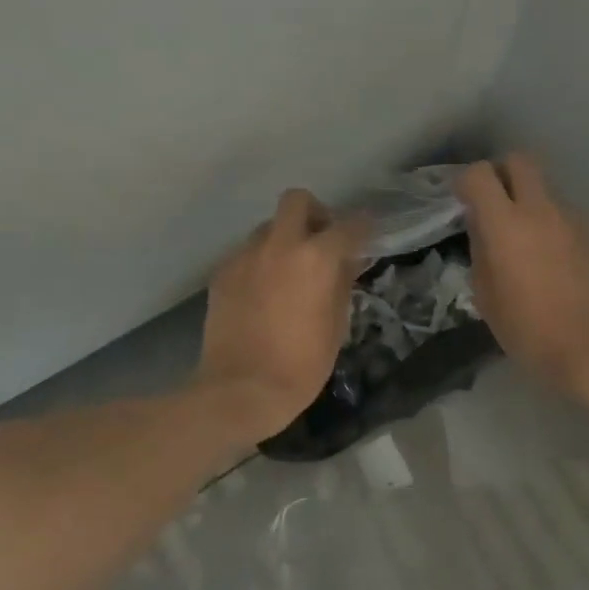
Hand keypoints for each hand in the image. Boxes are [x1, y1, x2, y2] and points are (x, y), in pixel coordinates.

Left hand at [197, 189, 369, 433]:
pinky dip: (260, 262)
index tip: (366, 234)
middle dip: (314, 212)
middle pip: (297, 200)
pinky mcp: (222, 272)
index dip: (362, 227)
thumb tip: (347, 262)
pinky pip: (247, 253)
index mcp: (316, 258)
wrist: (240, 389)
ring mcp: (246, 255)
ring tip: (288, 270)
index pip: (348, 225)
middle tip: (320, 240)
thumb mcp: (336, 326)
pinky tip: (262, 291)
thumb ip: (342, 285)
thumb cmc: (301, 365)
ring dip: (284, 239)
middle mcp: (279, 245)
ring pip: (268, 227)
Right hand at [457, 154, 588, 396]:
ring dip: (528, 200)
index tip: (462, 201)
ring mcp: (572, 220)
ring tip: (521, 239)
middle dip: (501, 173)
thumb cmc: (528, 330)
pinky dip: (548, 223)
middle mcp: (541, 210)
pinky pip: (562, 214)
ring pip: (544, 188)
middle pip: (520, 161)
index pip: (481, 175)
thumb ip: (480, 251)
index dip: (467, 182)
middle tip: (492, 202)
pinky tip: (546, 258)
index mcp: (506, 224)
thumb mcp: (486, 296)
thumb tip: (481, 228)